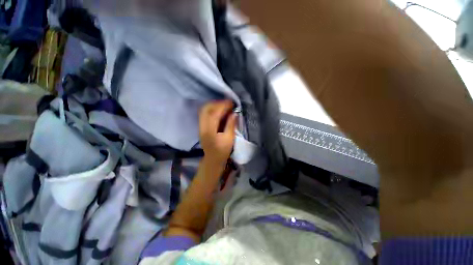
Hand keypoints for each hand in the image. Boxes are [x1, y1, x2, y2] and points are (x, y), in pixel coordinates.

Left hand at [199, 100, 236, 167]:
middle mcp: (202, 127)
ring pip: (204, 110)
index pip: (214, 114)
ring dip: (214, 105)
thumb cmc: (222, 151)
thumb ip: (231, 125)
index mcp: (210, 131)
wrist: (212, 159)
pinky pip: (204, 113)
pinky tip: (219, 110)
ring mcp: (200, 126)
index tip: (231, 103)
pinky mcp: (201, 126)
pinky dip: (212, 109)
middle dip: (217, 103)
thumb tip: (234, 113)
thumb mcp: (229, 139)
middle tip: (228, 103)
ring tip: (224, 105)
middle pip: (206, 109)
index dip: (223, 106)